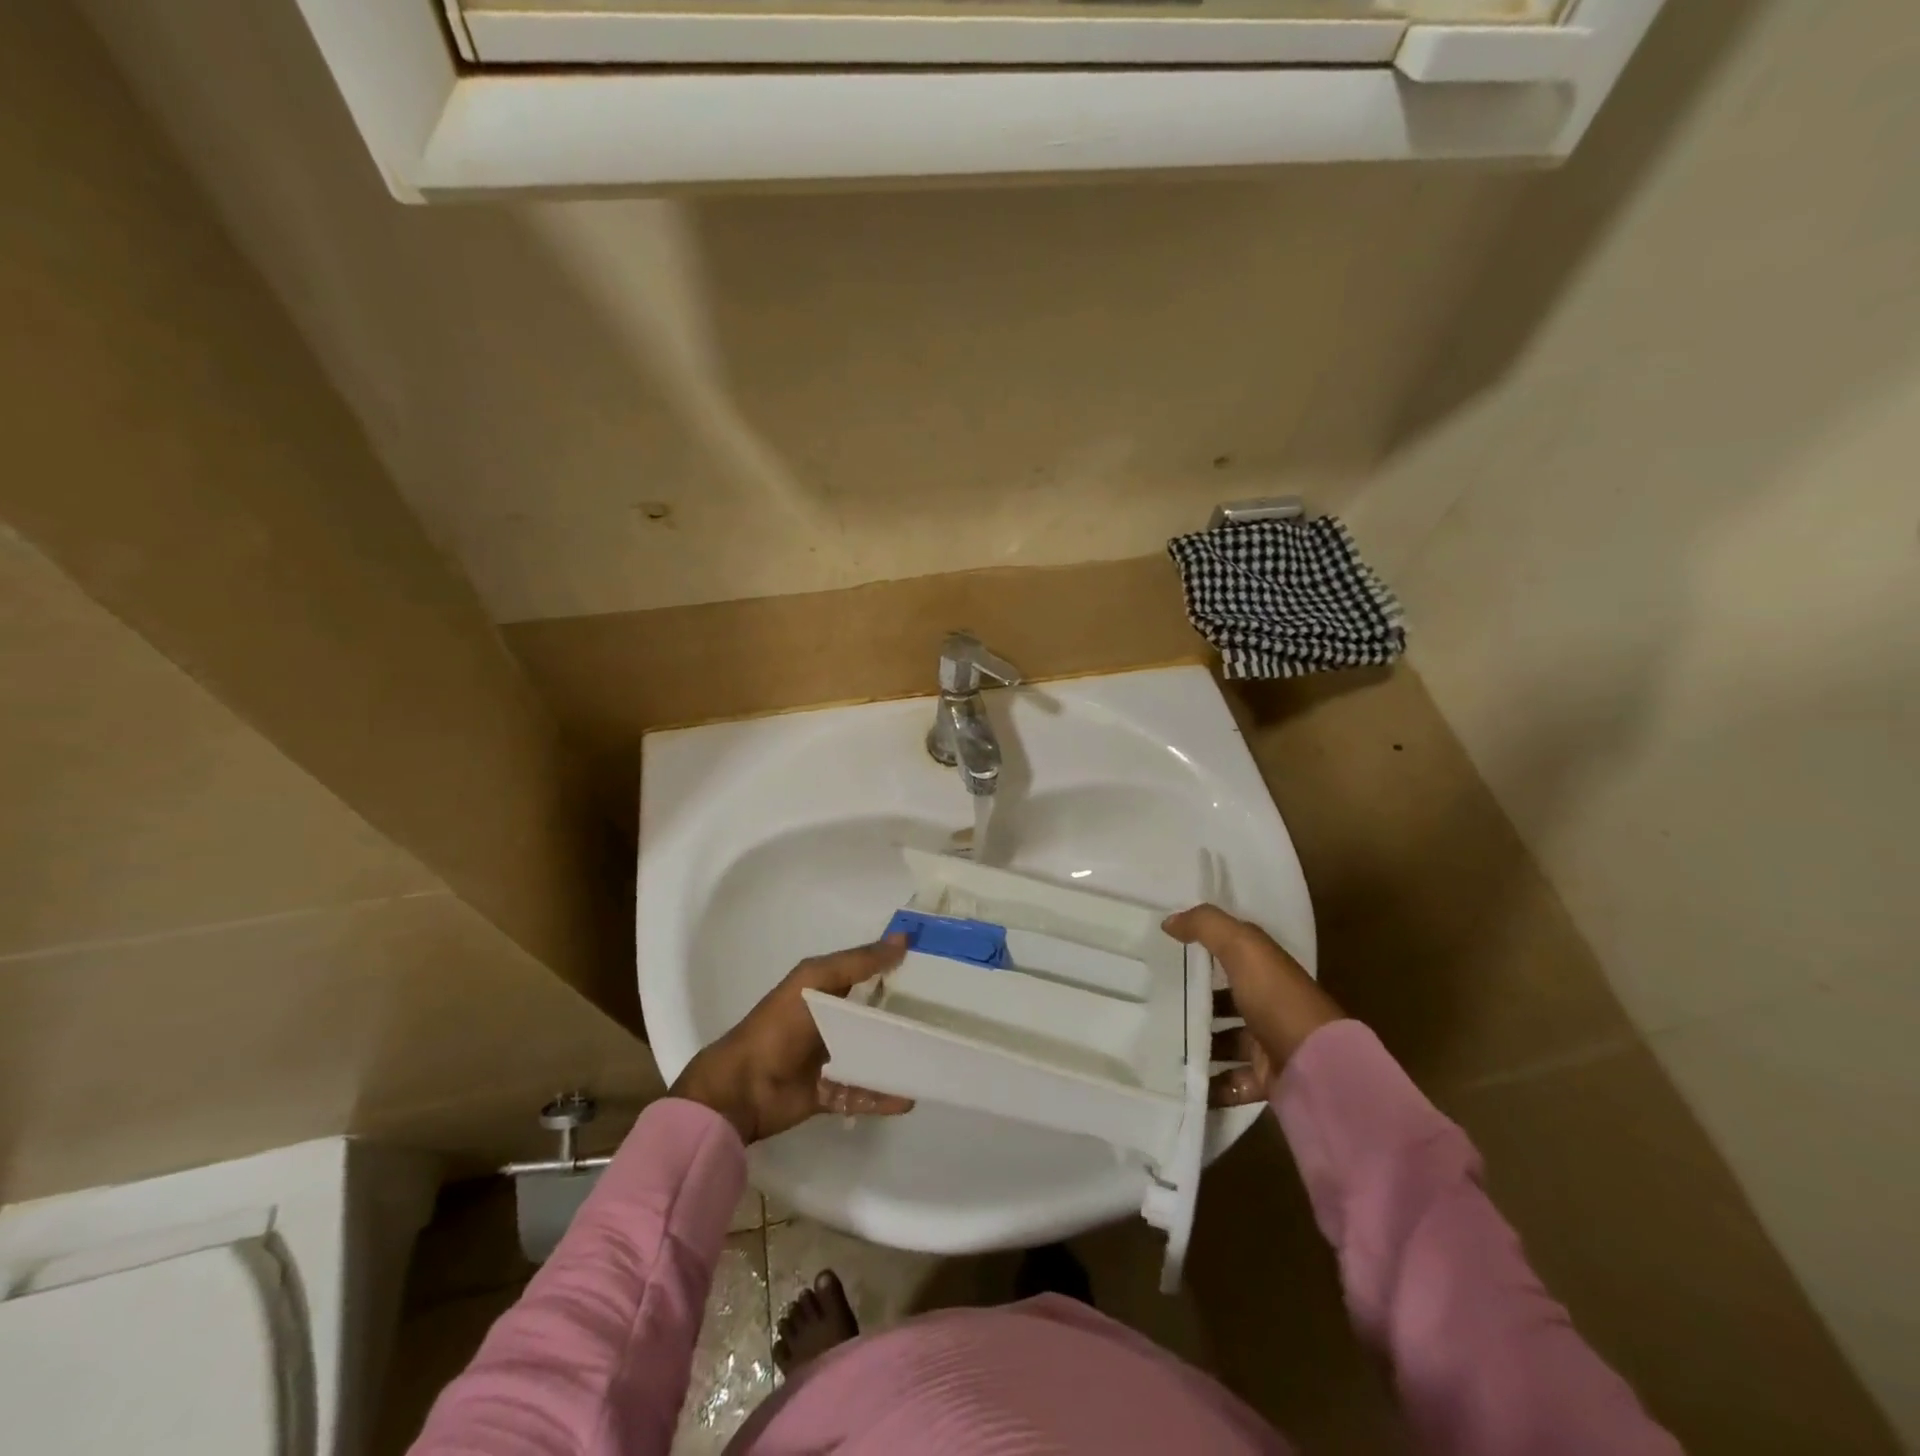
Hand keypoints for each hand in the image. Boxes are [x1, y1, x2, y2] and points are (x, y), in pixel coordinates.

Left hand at [670, 935, 915, 1143]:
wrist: (743, 1087)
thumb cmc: (779, 1025)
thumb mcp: (817, 980)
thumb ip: (859, 962)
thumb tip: (903, 938)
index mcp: (826, 989)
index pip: (869, 974)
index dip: (897, 970)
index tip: (937, 969)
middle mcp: (832, 1022)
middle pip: (876, 1017)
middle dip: (905, 1017)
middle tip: (946, 1017)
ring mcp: (832, 1059)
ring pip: (874, 1056)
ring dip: (899, 1058)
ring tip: (934, 1058)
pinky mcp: (831, 1093)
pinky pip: (864, 1092)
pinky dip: (885, 1095)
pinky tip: (911, 1095)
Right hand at [1163, 904, 1343, 1105]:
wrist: (1317, 1068)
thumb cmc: (1277, 999)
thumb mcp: (1242, 947)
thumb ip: (1206, 925)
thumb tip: (1169, 921)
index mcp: (1267, 970)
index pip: (1233, 954)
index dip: (1204, 949)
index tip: (1167, 952)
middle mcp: (1270, 1004)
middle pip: (1227, 1000)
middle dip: (1195, 1003)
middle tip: (1156, 1004)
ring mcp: (1269, 1044)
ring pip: (1227, 1041)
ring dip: (1199, 1045)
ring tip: (1162, 1044)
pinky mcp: (1266, 1080)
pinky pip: (1231, 1082)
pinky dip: (1209, 1084)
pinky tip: (1182, 1081)